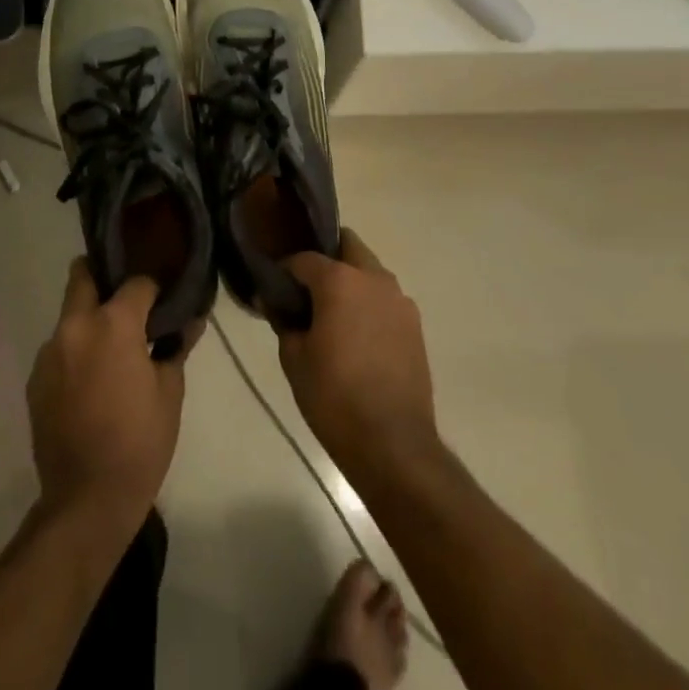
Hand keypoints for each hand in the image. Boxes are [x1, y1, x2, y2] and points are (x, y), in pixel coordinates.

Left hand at [26, 260, 187, 538]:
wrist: (87, 499)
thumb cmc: (140, 441)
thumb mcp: (170, 391)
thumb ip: (177, 347)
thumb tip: (191, 320)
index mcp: (113, 324)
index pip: (136, 283)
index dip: (153, 290)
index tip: (162, 303)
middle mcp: (75, 327)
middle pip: (83, 277)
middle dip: (103, 277)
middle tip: (126, 299)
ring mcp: (50, 353)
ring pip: (70, 315)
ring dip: (89, 319)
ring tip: (111, 348)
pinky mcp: (36, 379)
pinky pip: (59, 348)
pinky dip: (76, 350)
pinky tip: (91, 379)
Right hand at [279, 231, 438, 480]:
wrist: (393, 443)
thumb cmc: (334, 397)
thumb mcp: (294, 358)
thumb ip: (284, 321)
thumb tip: (274, 302)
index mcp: (340, 280)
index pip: (305, 259)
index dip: (285, 270)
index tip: (274, 287)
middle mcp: (374, 278)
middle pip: (347, 247)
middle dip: (326, 259)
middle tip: (306, 289)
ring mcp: (399, 300)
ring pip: (370, 271)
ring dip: (350, 280)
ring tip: (332, 313)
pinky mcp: (414, 324)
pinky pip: (385, 298)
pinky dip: (368, 303)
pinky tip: (356, 334)